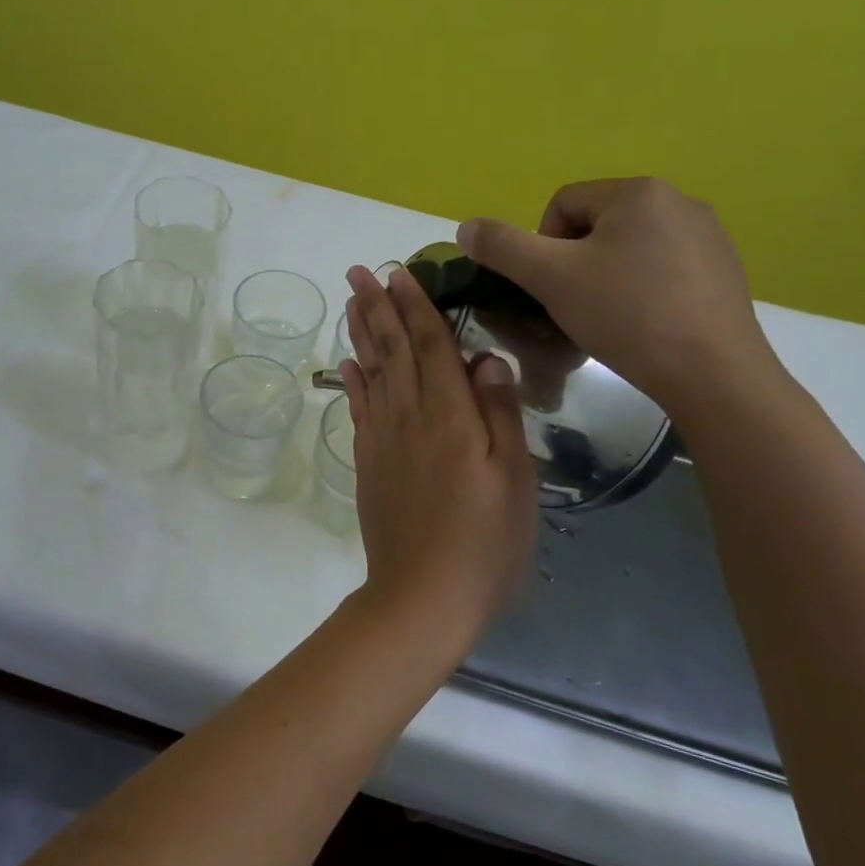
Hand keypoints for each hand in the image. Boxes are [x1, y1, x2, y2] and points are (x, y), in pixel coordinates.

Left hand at [338, 264, 536, 632]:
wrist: (423, 594)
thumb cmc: (485, 541)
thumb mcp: (515, 479)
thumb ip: (500, 414)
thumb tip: (486, 358)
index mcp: (451, 416)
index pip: (432, 346)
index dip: (416, 307)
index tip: (400, 273)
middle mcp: (410, 416)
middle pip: (393, 350)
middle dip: (377, 307)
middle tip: (359, 271)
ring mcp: (383, 439)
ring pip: (372, 372)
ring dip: (361, 333)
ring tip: (350, 302)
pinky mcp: (368, 462)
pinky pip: (358, 408)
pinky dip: (353, 379)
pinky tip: (348, 363)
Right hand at [456, 177, 780, 421]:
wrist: (712, 372)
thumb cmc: (626, 314)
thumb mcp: (550, 278)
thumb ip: (503, 247)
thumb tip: (466, 228)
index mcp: (638, 192)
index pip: (562, 205)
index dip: (542, 247)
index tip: (551, 289)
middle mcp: (679, 201)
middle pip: (595, 226)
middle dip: (574, 265)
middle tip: (574, 307)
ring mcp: (708, 236)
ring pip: (628, 250)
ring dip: (605, 279)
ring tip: (607, 321)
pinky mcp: (724, 271)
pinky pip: (662, 270)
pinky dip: (641, 292)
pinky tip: (644, 326)